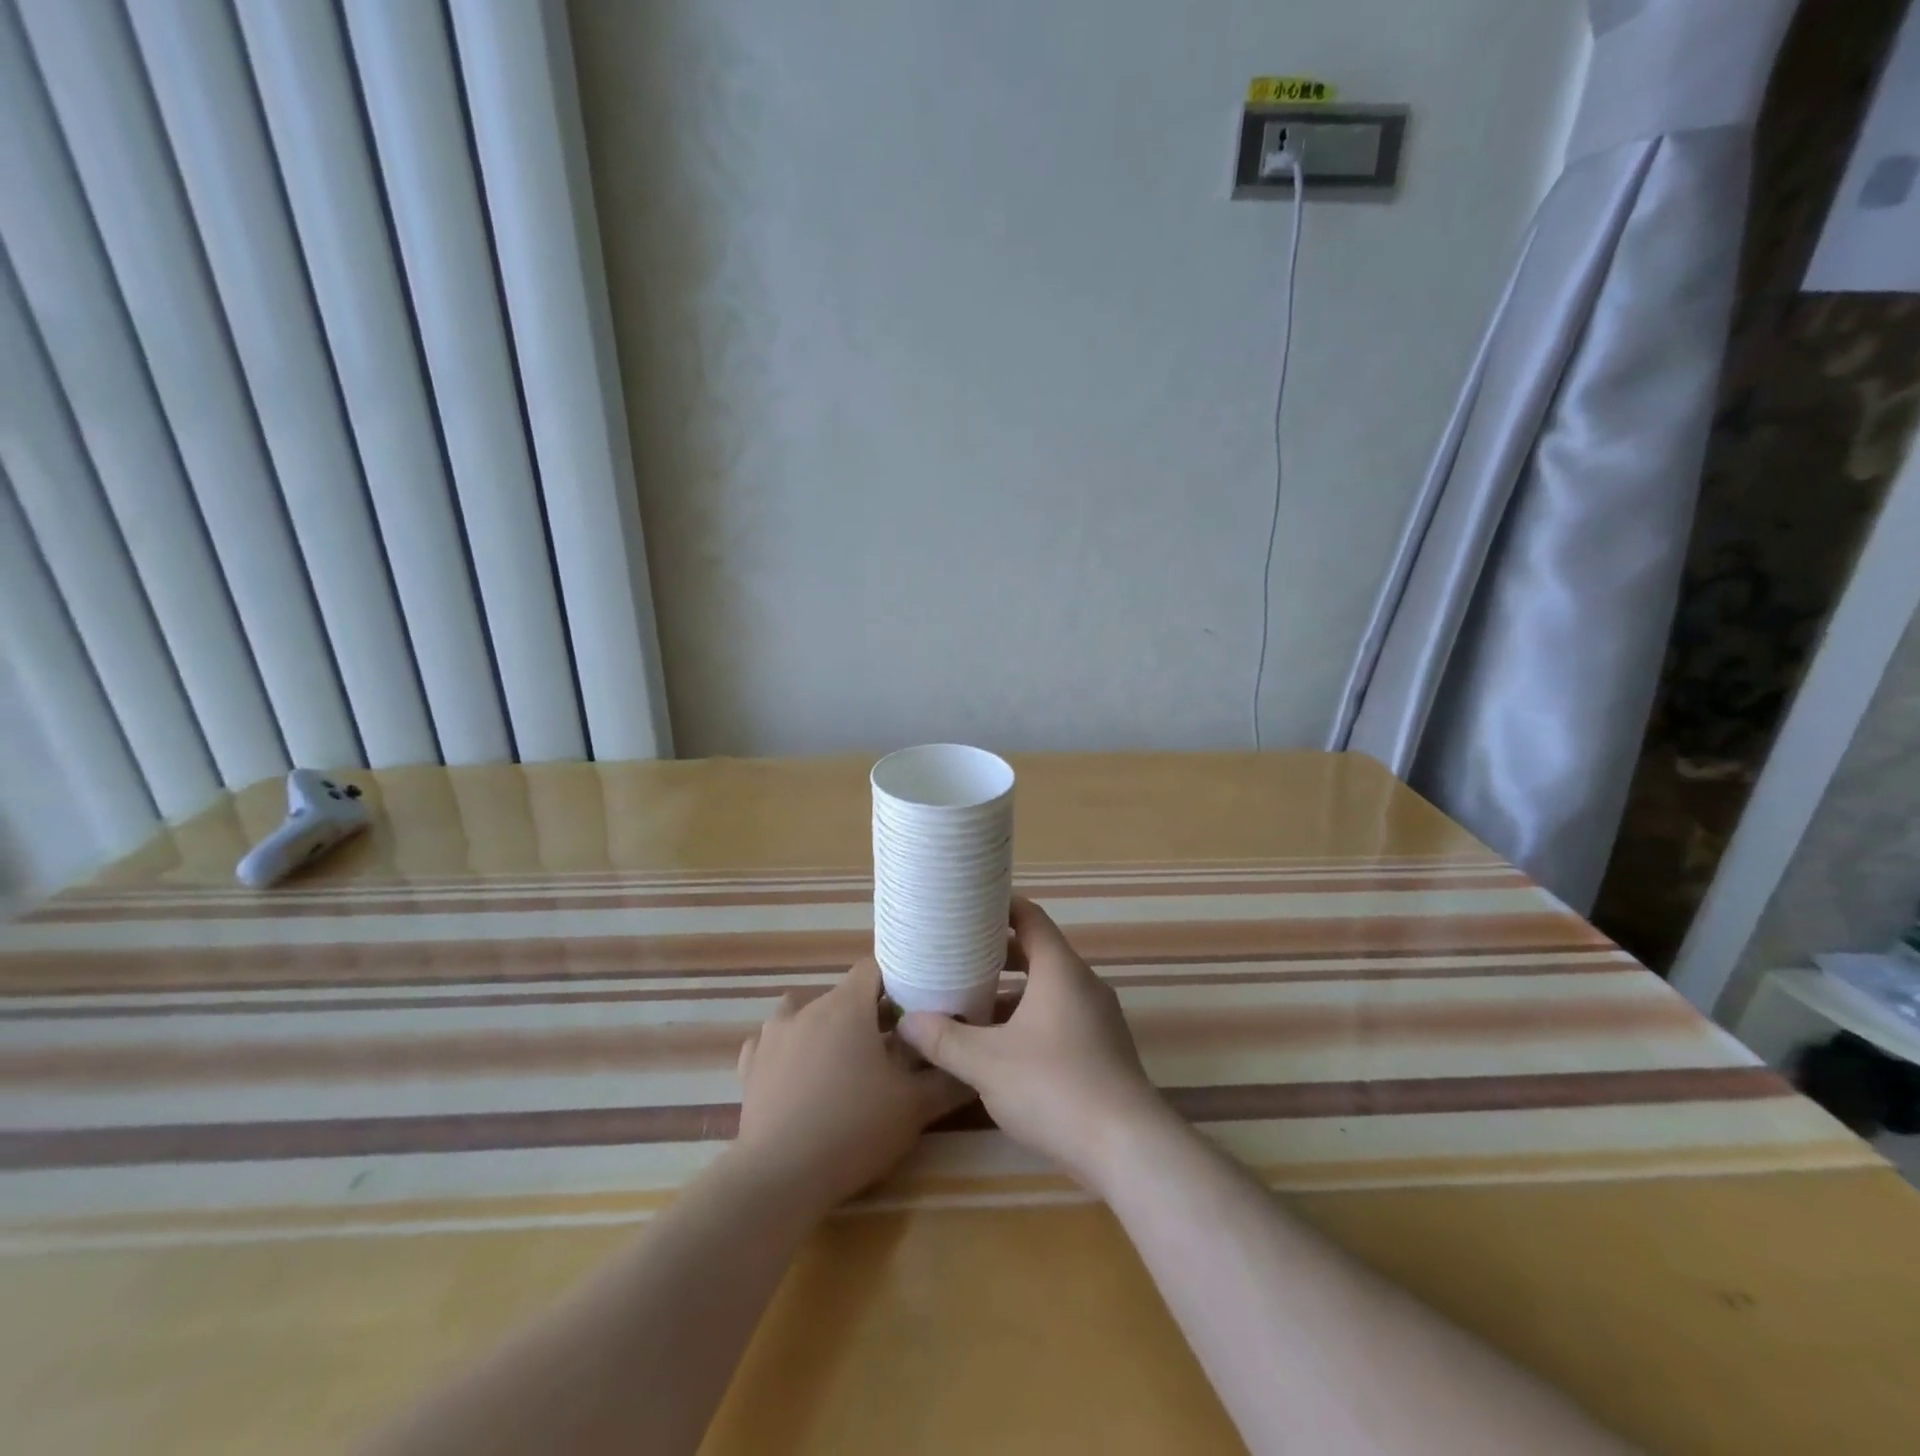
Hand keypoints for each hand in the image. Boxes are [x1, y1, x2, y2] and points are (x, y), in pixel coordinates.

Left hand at [733, 958, 969, 1212]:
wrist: (780, 1177)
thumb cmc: (853, 1130)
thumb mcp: (914, 1108)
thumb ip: (947, 1080)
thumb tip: (972, 1066)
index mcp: (847, 1006)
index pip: (874, 968)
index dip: (896, 982)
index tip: (913, 1007)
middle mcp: (808, 1008)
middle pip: (843, 995)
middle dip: (867, 1013)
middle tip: (889, 1047)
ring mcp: (773, 1035)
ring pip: (805, 1013)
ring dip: (824, 1027)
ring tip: (841, 1061)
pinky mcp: (750, 1065)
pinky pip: (773, 1042)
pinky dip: (788, 1050)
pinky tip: (798, 1074)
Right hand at [896, 897, 1171, 1192]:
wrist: (1128, 1148)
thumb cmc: (1054, 1087)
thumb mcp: (987, 1063)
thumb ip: (944, 1040)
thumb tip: (906, 1022)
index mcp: (1060, 970)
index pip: (1030, 918)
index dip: (999, 906)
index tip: (967, 905)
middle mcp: (1083, 985)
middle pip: (1037, 953)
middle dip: (996, 955)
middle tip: (956, 957)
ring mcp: (1098, 1019)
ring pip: (1047, 990)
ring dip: (1011, 993)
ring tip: (969, 1003)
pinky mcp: (1102, 1051)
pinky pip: (1059, 1018)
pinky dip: (1029, 1020)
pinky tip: (1001, 1049)